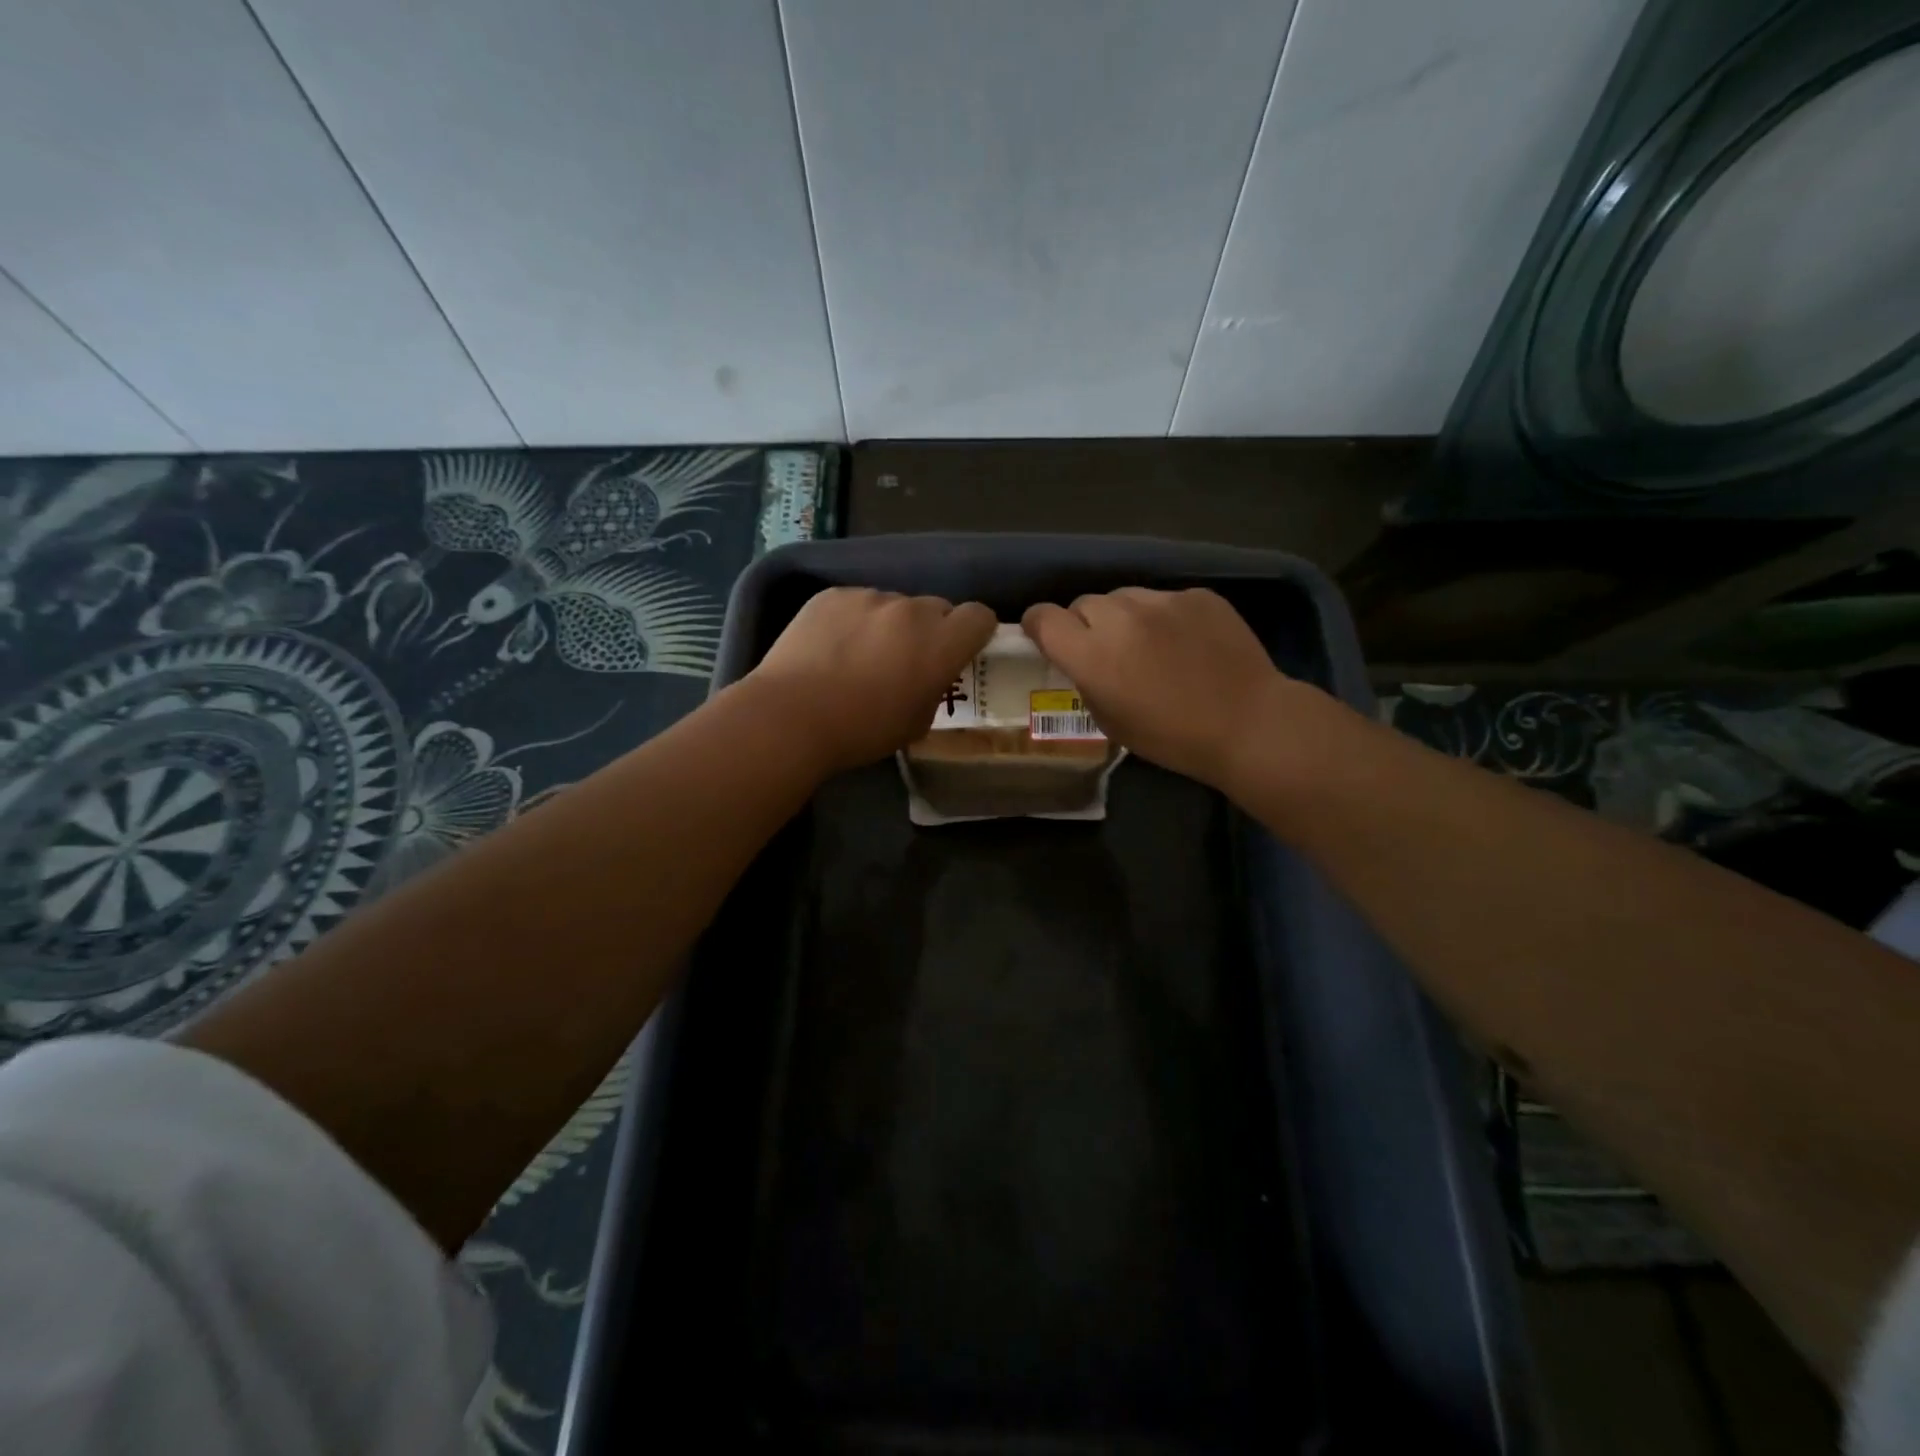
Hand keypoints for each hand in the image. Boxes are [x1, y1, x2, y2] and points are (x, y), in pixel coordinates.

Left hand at [749, 587, 996, 772]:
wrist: (791, 716)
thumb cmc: (861, 731)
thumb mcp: (916, 723)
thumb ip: (934, 689)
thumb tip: (928, 676)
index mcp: (940, 643)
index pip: (979, 616)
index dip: (973, 633)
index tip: (959, 651)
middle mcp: (910, 610)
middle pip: (936, 608)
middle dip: (930, 630)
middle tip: (906, 660)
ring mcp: (868, 597)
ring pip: (893, 605)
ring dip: (888, 624)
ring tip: (859, 655)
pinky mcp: (831, 595)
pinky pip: (856, 602)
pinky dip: (852, 620)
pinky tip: (830, 648)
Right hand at [1022, 588, 1286, 789]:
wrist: (1247, 724)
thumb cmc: (1172, 738)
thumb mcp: (1110, 722)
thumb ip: (1086, 681)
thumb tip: (1082, 660)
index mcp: (1092, 654)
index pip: (1043, 617)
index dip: (1040, 626)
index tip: (1048, 638)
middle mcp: (1121, 618)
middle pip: (1083, 603)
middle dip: (1086, 624)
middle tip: (1107, 650)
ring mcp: (1162, 601)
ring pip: (1124, 597)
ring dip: (1124, 617)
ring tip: (1149, 643)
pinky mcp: (1197, 595)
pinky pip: (1165, 599)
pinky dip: (1165, 617)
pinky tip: (1187, 643)